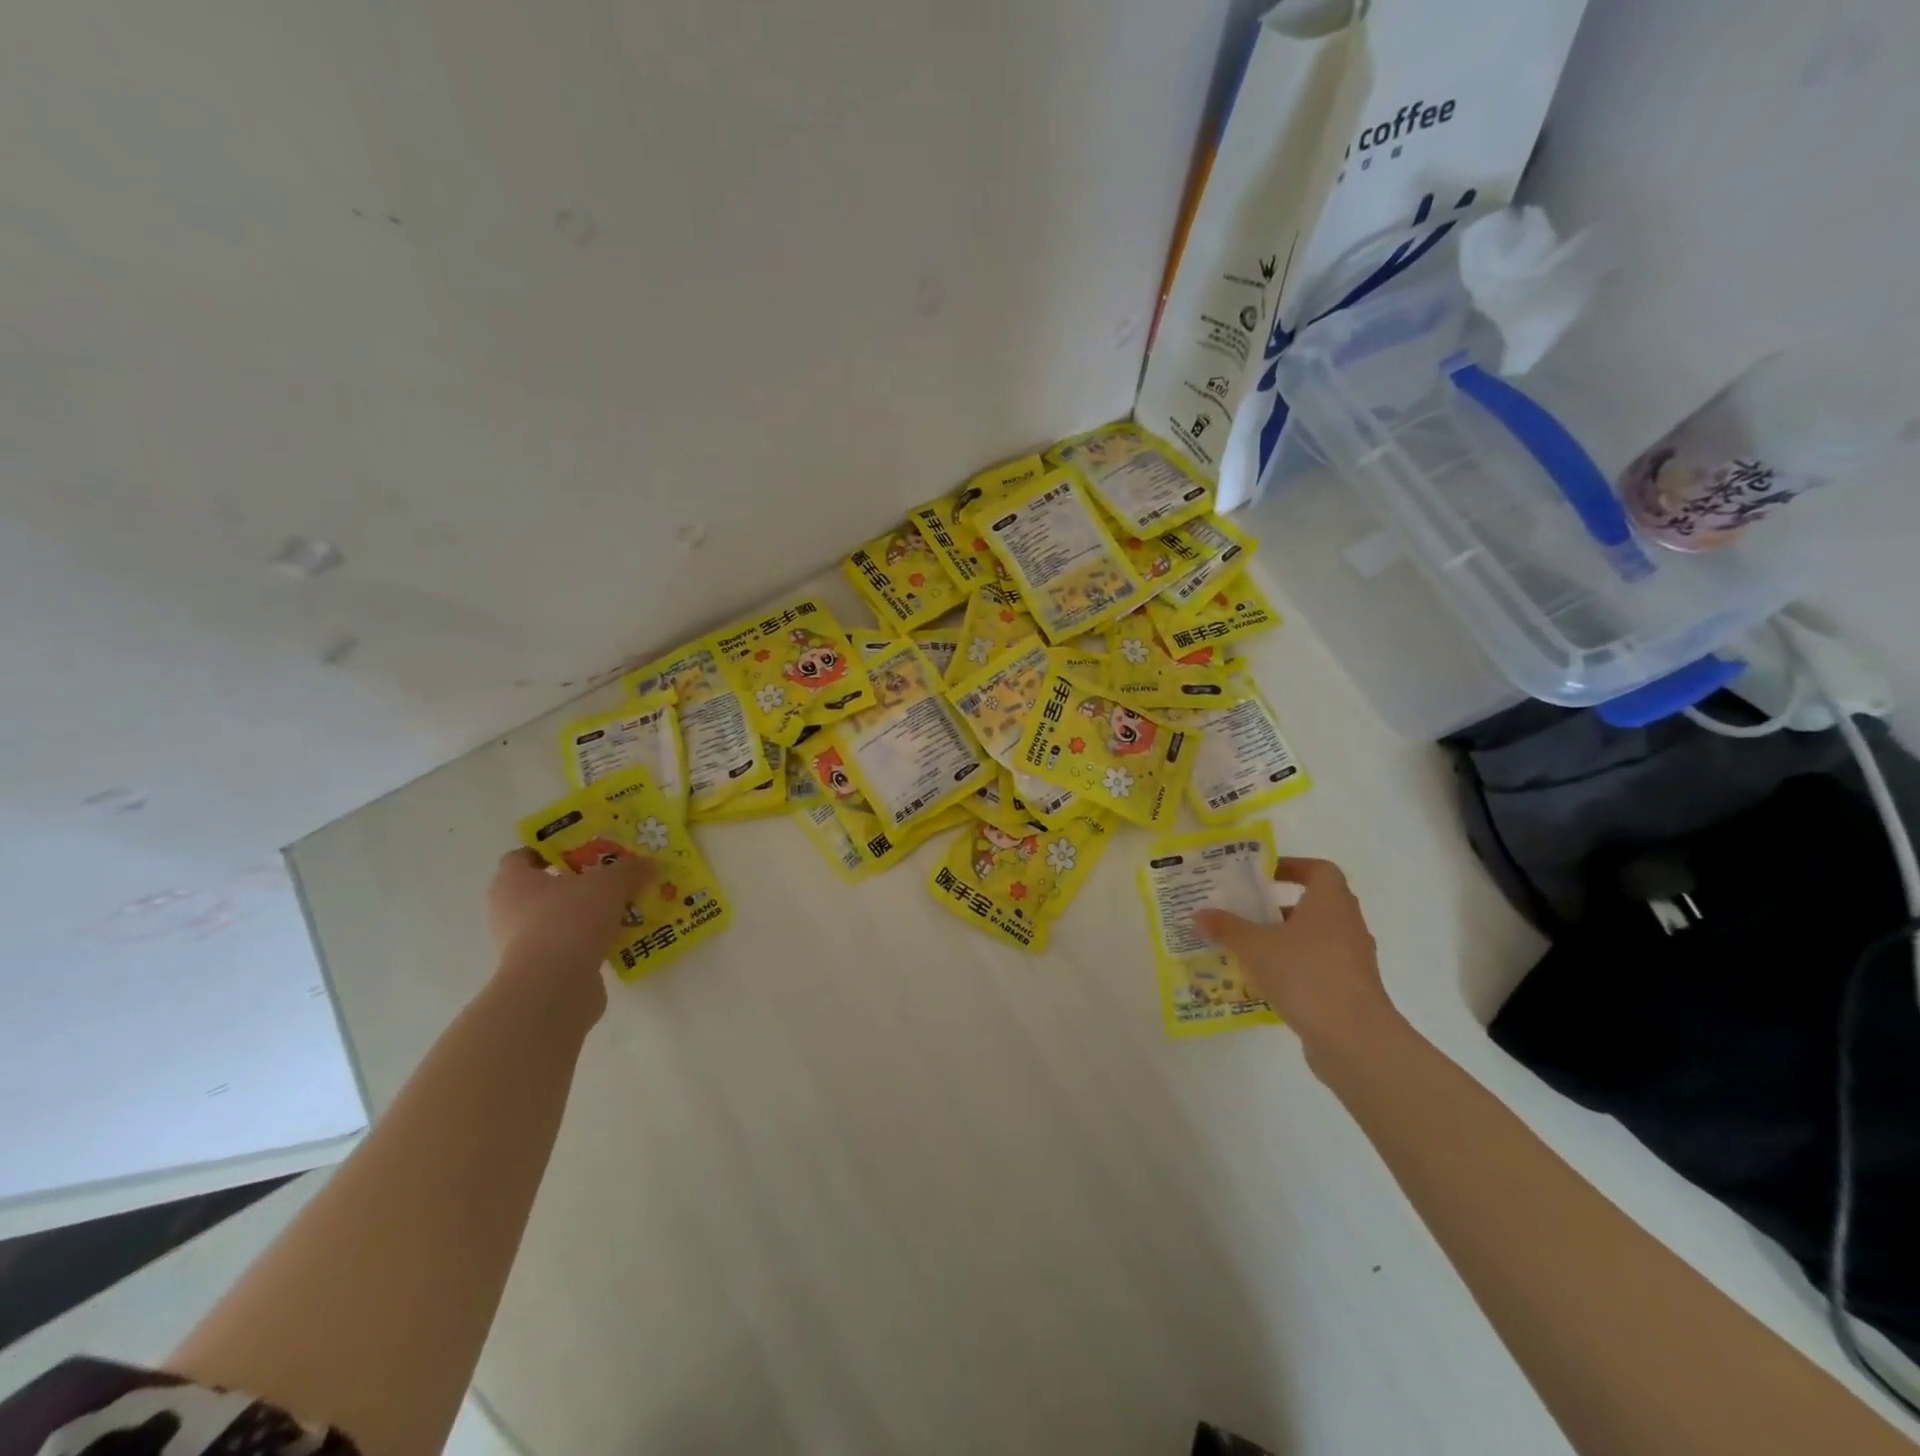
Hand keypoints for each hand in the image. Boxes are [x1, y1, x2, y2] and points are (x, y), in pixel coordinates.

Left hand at [486, 848, 655, 1009]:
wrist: (554, 986)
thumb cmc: (570, 919)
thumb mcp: (609, 884)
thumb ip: (629, 870)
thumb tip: (649, 863)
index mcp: (513, 881)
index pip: (524, 855)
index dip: (553, 849)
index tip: (586, 849)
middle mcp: (510, 910)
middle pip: (546, 888)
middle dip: (580, 882)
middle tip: (613, 876)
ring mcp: (523, 943)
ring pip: (560, 918)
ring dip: (589, 913)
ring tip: (625, 907)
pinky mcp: (541, 970)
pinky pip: (570, 945)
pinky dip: (591, 940)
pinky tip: (622, 936)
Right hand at [1193, 857, 1399, 1071]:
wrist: (1355, 1039)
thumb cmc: (1306, 975)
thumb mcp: (1255, 947)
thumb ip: (1227, 928)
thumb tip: (1200, 915)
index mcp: (1331, 903)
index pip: (1320, 870)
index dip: (1292, 867)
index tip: (1262, 876)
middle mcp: (1347, 926)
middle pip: (1313, 906)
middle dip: (1277, 908)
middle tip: (1243, 912)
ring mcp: (1352, 961)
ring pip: (1313, 940)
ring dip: (1282, 941)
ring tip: (1245, 950)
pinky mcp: (1349, 991)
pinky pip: (1316, 969)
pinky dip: (1291, 970)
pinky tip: (1262, 983)